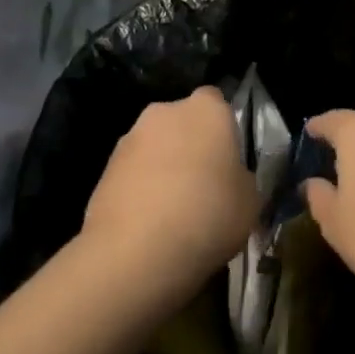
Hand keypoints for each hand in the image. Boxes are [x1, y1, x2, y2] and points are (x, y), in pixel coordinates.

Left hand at [81, 87, 258, 307]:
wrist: (137, 251)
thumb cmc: (208, 214)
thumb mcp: (250, 200)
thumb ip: (241, 178)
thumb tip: (230, 179)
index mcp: (207, 110)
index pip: (217, 101)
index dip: (223, 128)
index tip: (228, 158)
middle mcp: (165, 112)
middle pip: (182, 121)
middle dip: (190, 144)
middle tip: (203, 183)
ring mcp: (129, 139)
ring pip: (155, 147)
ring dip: (163, 167)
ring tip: (173, 210)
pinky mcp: (104, 169)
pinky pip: (133, 172)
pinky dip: (141, 189)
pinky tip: (149, 222)